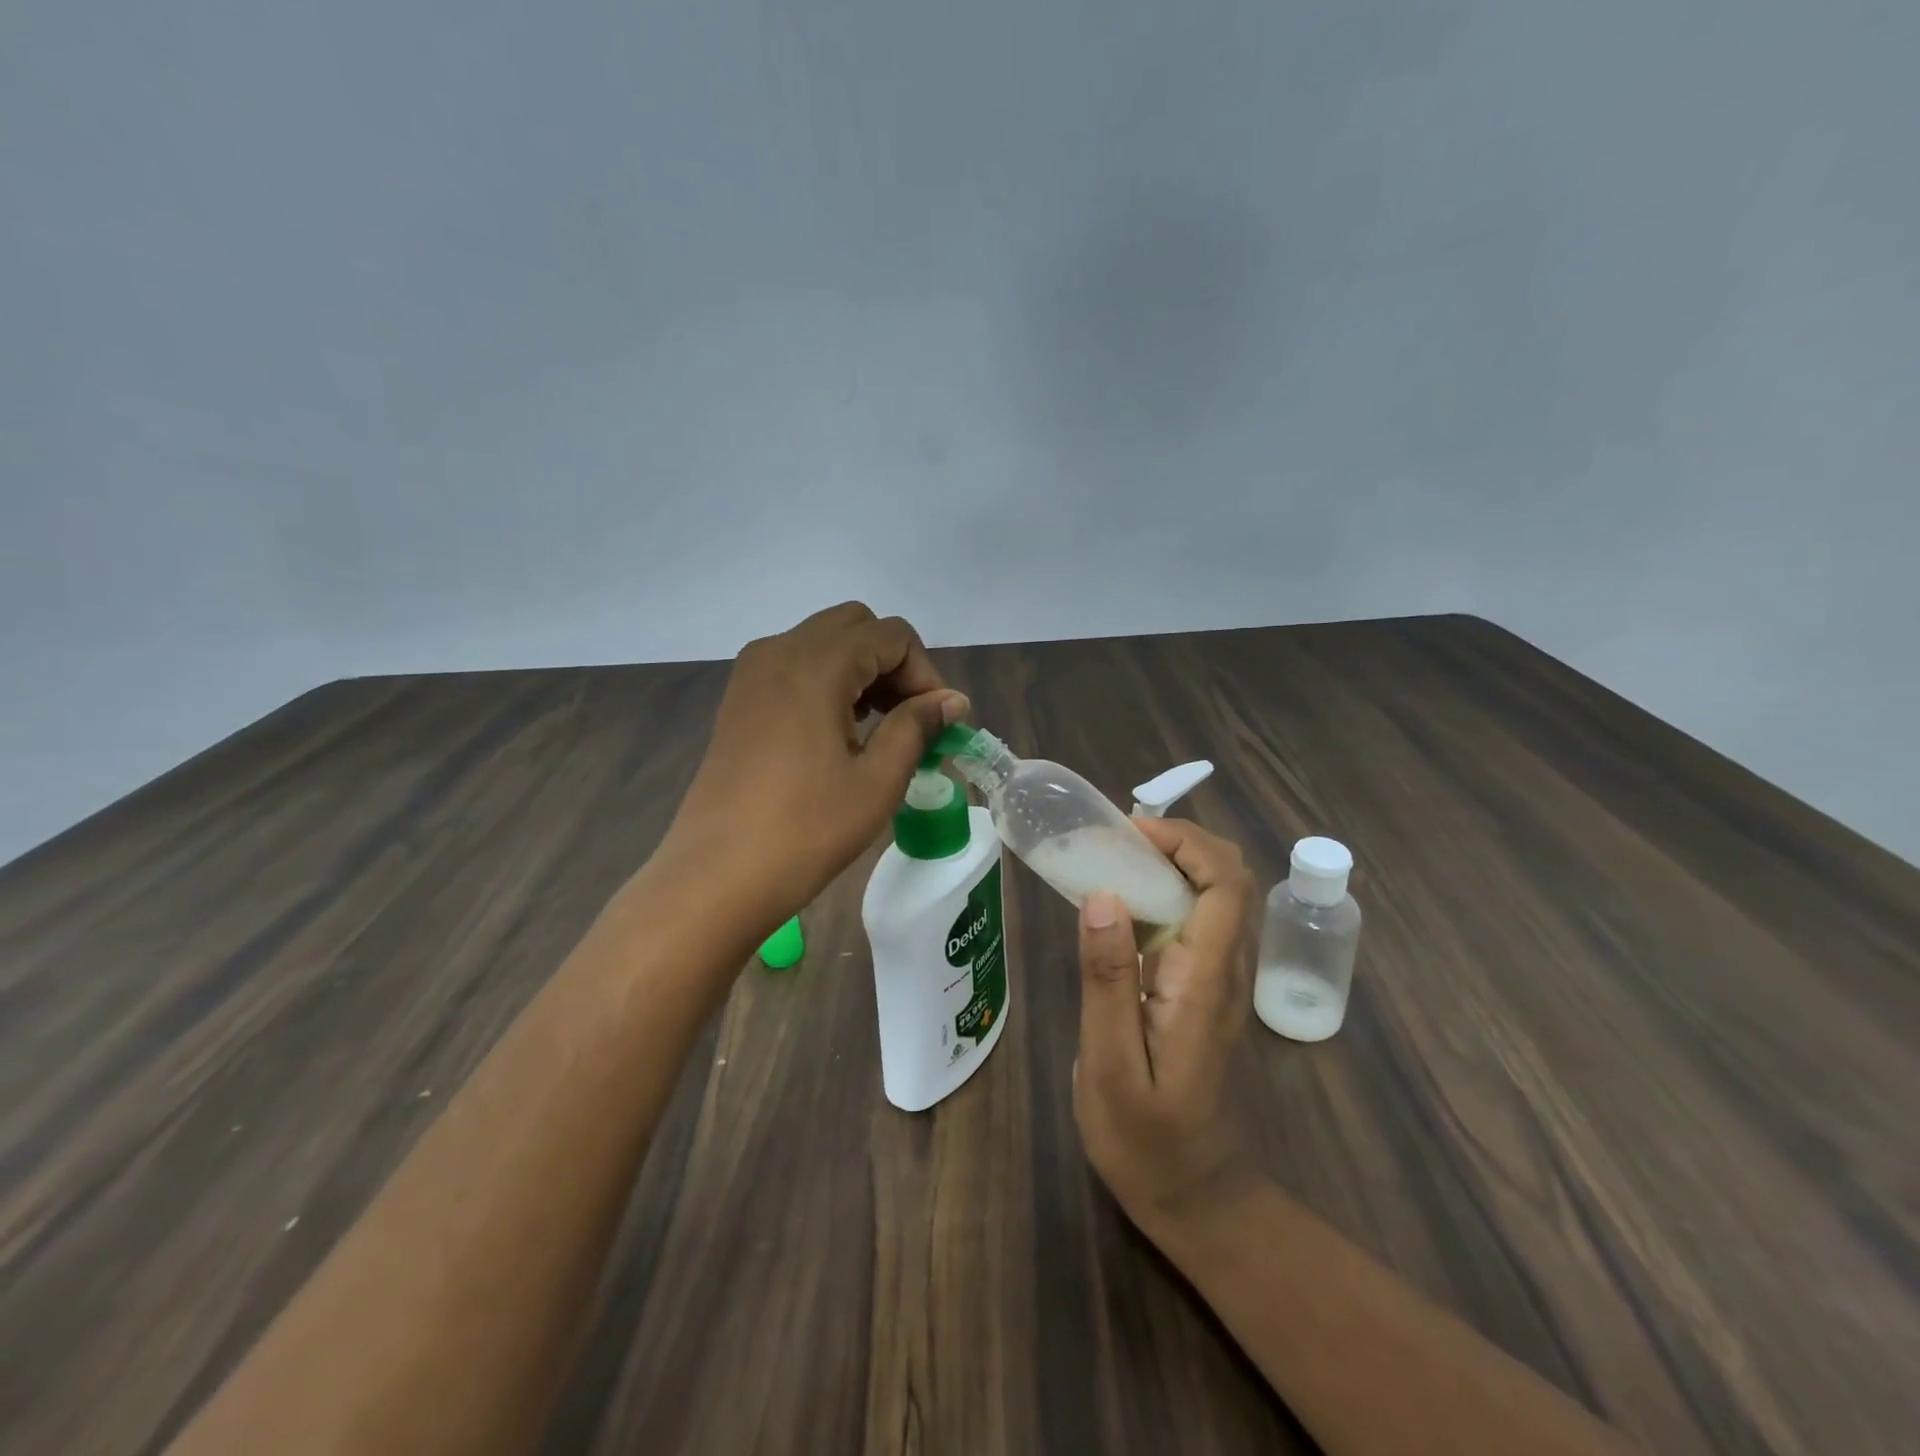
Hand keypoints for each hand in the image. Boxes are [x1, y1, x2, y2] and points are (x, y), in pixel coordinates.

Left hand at [661, 602, 968, 925]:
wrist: (717, 876)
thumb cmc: (806, 829)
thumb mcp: (878, 779)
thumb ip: (918, 726)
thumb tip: (953, 700)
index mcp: (816, 663)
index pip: (892, 636)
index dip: (926, 674)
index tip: (938, 724)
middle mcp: (780, 650)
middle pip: (856, 627)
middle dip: (894, 664)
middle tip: (911, 719)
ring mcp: (752, 673)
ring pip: (825, 643)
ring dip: (863, 671)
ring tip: (880, 729)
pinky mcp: (740, 698)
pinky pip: (796, 666)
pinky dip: (829, 682)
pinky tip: (840, 732)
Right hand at [1074, 817, 1258, 1235]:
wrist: (1196, 1196)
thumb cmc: (1146, 1139)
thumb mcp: (1110, 1063)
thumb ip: (1108, 979)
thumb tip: (1104, 894)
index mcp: (1206, 980)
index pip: (1225, 885)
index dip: (1186, 841)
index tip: (1130, 832)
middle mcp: (1227, 971)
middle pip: (1230, 879)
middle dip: (1181, 842)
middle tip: (1118, 839)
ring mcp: (1222, 981)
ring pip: (1220, 896)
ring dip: (1177, 862)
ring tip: (1115, 858)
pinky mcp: (1207, 991)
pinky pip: (1202, 921)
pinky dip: (1171, 892)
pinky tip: (1126, 903)